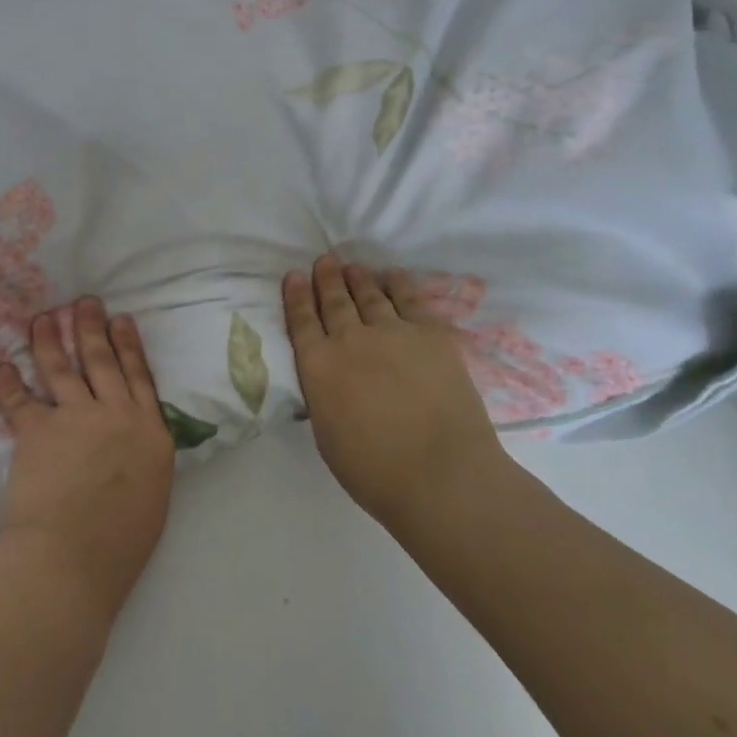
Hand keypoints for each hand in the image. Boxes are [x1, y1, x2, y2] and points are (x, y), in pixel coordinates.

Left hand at [0, 299, 175, 627]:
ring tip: (43, 317)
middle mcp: (114, 414)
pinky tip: (2, 367)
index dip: (128, 345)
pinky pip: (20, 399)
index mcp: (149, 432)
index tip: (121, 319)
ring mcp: (75, 418)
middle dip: (91, 327)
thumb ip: (143, 458)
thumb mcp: (153, 494)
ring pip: (61, 368)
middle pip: (101, 360)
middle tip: (84, 302)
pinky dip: (9, 383)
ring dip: (49, 339)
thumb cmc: (121, 544)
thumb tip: (133, 444)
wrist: (73, 559)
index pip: (138, 376)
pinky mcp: (37, 430)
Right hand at [284, 254, 508, 529]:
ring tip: (352, 266)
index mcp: (318, 366)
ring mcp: (392, 332)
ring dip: (358, 278)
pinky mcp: (430, 334)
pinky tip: (393, 275)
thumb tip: (329, 379)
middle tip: (324, 261)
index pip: (301, 321)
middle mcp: (349, 340)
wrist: (441, 475)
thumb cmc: (375, 471)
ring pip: (370, 295)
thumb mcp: (326, 433)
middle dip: (326, 278)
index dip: (297, 296)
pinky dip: (398, 284)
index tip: (294, 276)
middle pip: (334, 300)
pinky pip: (410, 299)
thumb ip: (323, 395)